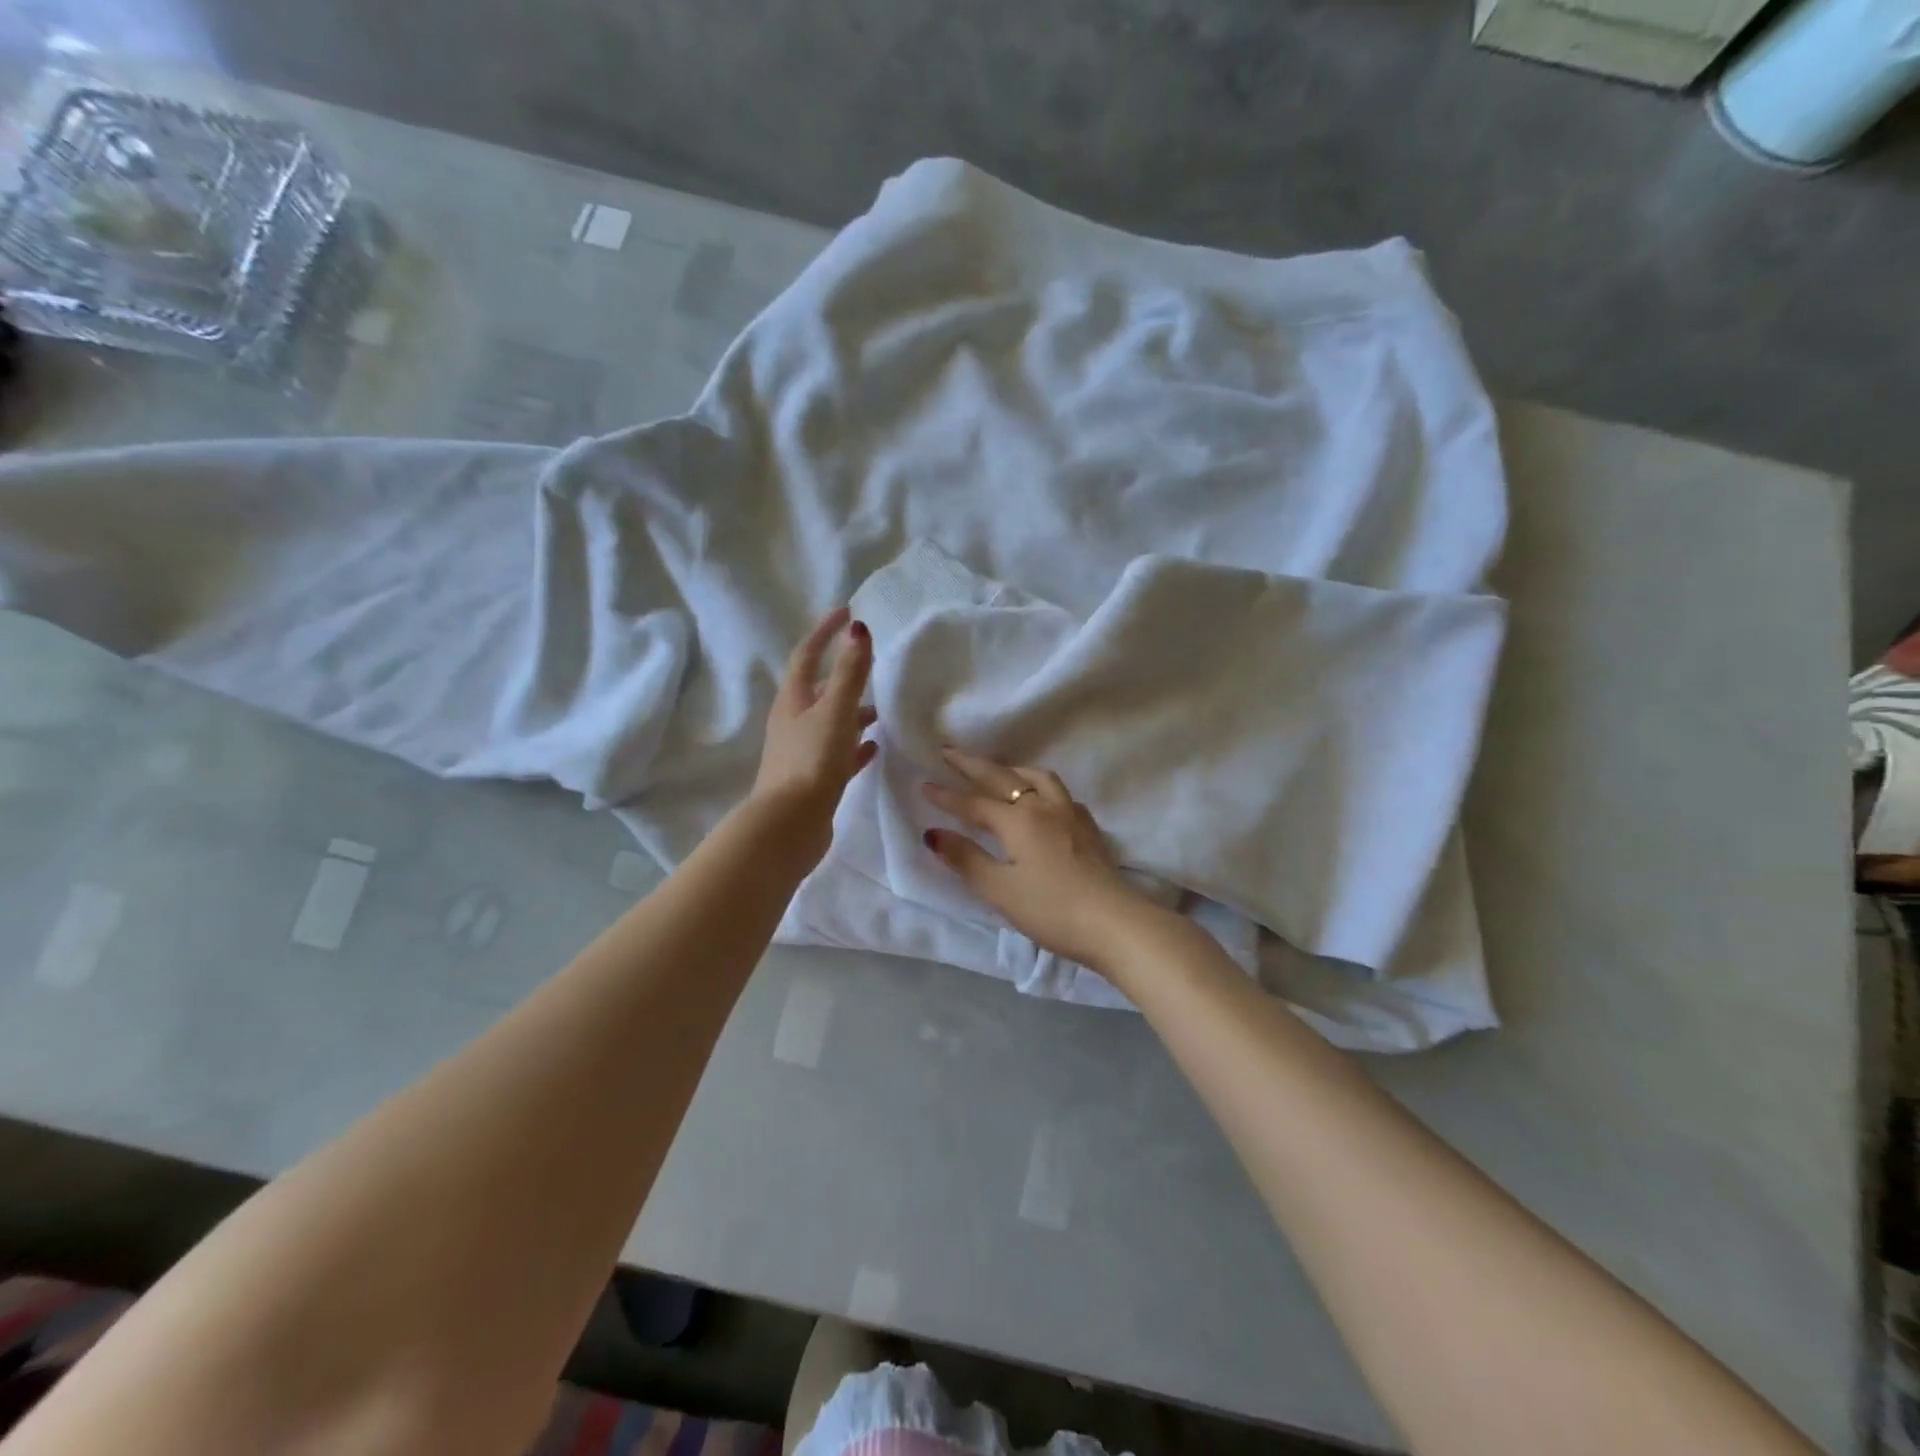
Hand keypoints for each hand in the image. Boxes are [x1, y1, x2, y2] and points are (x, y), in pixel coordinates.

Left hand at [753, 607, 878, 870]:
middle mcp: (793, 722)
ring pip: (830, 722)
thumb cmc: (811, 762)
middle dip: (842, 673)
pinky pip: (838, 753)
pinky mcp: (814, 779)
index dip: (824, 632)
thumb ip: (849, 673)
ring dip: (852, 711)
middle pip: (817, 689)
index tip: (846, 612)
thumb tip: (858, 629)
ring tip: (881, 710)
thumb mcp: (835, 712)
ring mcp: (802, 752)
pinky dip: (856, 746)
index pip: (807, 655)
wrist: (790, 825)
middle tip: (870, 662)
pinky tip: (874, 748)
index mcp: (793, 701)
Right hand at [922, 748, 1164, 974]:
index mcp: (1018, 820)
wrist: (1115, 922)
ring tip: (998, 770)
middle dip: (973, 765)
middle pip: (1003, 778)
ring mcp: (1070, 814)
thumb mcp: (1000, 890)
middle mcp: (1043, 807)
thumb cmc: (1051, 909)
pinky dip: (1042, 787)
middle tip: (949, 751)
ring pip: (1038, 778)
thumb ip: (966, 859)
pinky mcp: (1089, 828)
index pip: (974, 804)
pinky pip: (1061, 794)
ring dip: (1012, 769)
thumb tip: (933, 833)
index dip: (946, 796)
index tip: (923, 784)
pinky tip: (1043, 800)